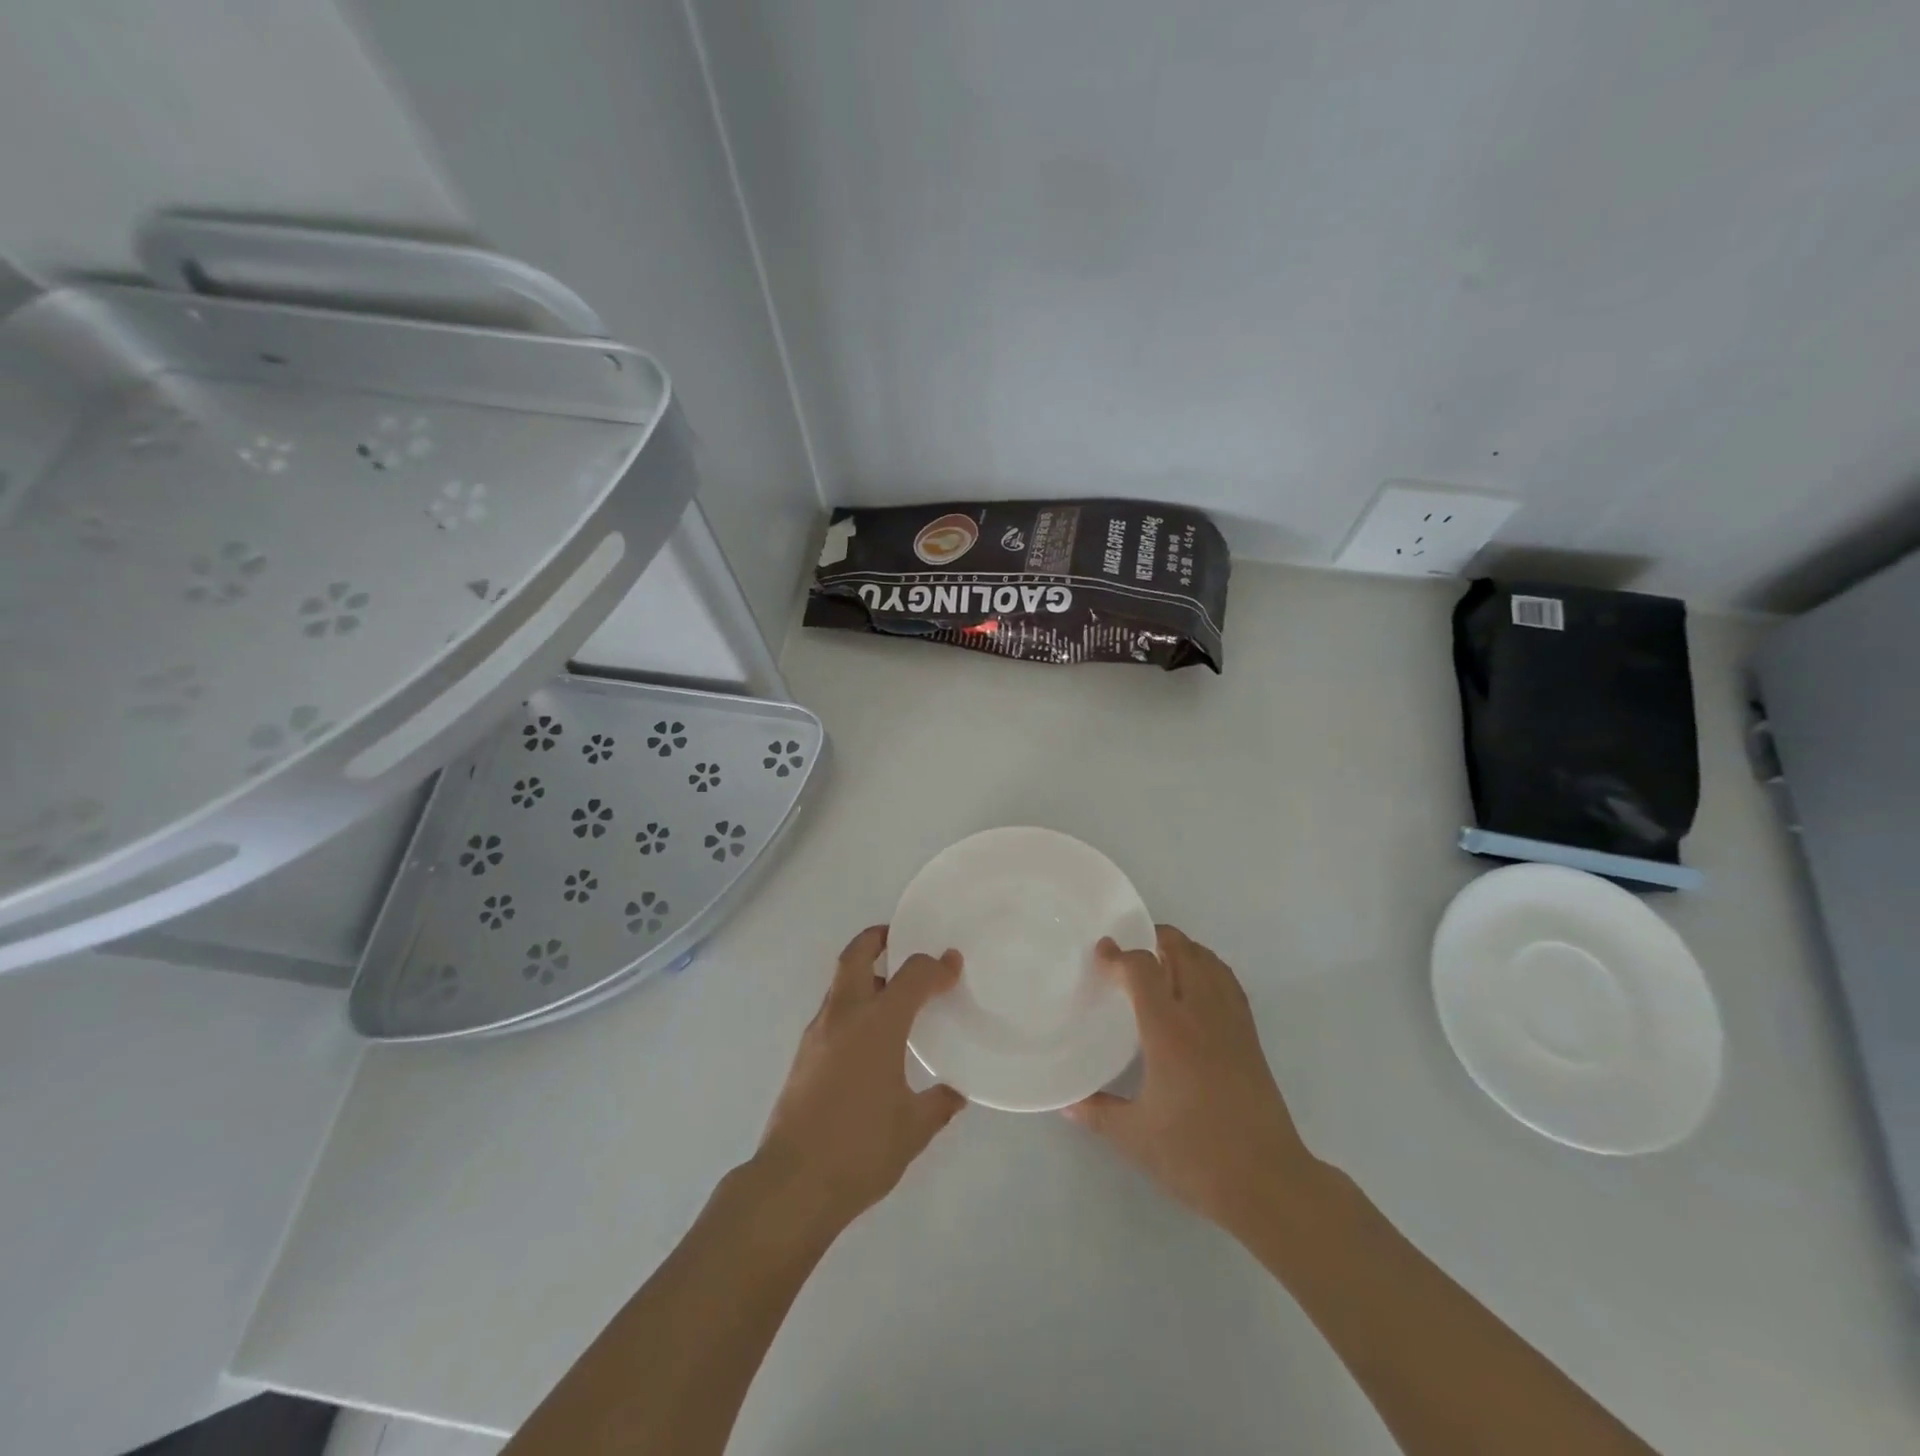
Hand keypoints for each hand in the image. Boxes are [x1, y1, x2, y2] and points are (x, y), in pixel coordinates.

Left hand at [754, 926, 966, 1234]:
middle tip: (900, 939)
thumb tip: (955, 1093)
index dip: (935, 966)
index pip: (911, 975)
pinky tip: (870, 1038)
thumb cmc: (860, 1149)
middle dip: (878, 939)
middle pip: (856, 956)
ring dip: (865, 975)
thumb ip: (939, 1104)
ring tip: (893, 993)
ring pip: (840, 984)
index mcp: (877, 1025)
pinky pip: (832, 1013)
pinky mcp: (803, 1055)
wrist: (792, 1185)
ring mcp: (817, 1034)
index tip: (953, 965)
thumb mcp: (913, 1129)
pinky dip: (853, 1006)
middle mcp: (843, 1017)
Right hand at [1065, 925, 1317, 1232]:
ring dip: (1185, 950)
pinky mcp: (1251, 1038)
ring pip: (1210, 962)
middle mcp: (1201, 1015)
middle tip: (1131, 948)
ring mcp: (1231, 1023)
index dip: (1119, 955)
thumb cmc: (1196, 1155)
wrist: (1268, 1182)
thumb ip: (1098, 1113)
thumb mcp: (1135, 1137)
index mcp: (1168, 1031)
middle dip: (1155, 938)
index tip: (1101, 953)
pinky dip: (1210, 969)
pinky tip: (1199, 985)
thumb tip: (1066, 1103)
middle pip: (1183, 951)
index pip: (1143, 969)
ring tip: (1162, 958)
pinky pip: (1229, 983)